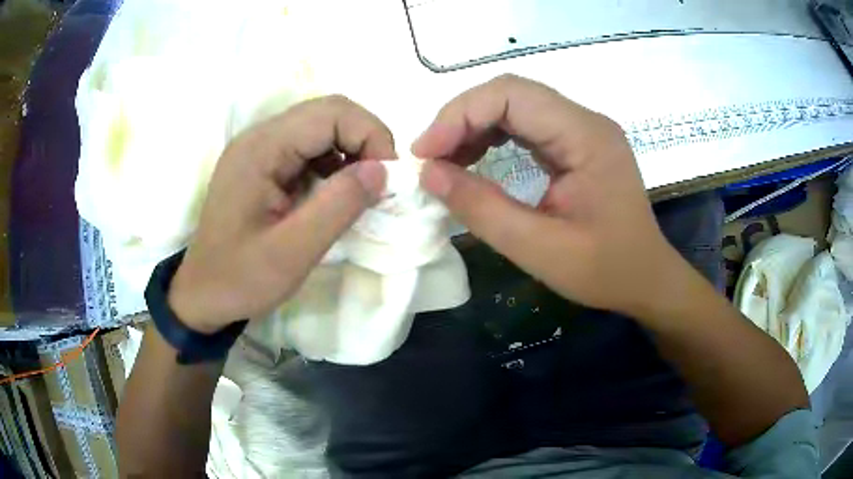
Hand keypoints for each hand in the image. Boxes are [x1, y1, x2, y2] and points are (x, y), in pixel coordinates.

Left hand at [168, 95, 393, 332]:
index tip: (387, 179)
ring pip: (321, 127)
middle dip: (365, 140)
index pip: (331, 113)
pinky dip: (334, 163)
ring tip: (361, 190)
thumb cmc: (240, 279)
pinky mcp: (263, 164)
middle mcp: (259, 137)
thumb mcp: (292, 252)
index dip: (371, 135)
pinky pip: (309, 148)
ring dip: (351, 150)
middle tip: (380, 182)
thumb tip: (382, 170)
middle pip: (328, 112)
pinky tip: (335, 193)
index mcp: (260, 150)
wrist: (202, 294)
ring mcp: (259, 149)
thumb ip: (338, 206)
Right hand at [414, 74, 681, 317]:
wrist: (646, 279)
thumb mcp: (540, 249)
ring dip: (474, 127)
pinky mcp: (576, 144)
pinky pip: (526, 125)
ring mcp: (582, 130)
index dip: (459, 115)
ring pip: (514, 106)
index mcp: (586, 137)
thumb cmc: (605, 270)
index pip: (511, 95)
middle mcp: (585, 121)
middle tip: (429, 158)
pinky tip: (474, 159)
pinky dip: (492, 137)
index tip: (425, 154)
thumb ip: (482, 210)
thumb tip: (429, 174)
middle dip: (461, 119)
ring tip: (446, 161)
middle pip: (510, 93)